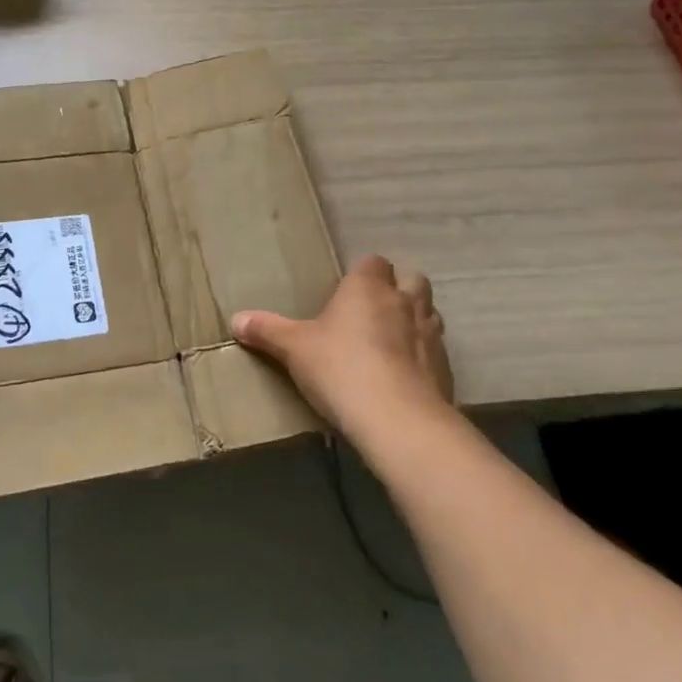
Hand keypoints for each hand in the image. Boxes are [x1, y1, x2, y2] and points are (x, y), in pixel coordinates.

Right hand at [231, 256, 454, 447]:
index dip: (363, 273)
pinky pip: (435, 352)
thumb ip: (267, 331)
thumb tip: (236, 319)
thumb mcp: (294, 349)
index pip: (373, 262)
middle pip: (411, 280)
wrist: (397, 419)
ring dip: (414, 321)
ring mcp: (431, 334)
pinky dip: (423, 357)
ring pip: (428, 313)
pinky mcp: (446, 369)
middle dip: (397, 289)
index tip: (346, 291)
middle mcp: (404, 301)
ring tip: (391, 342)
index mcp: (367, 287)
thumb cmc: (340, 368)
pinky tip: (404, 376)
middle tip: (372, 311)